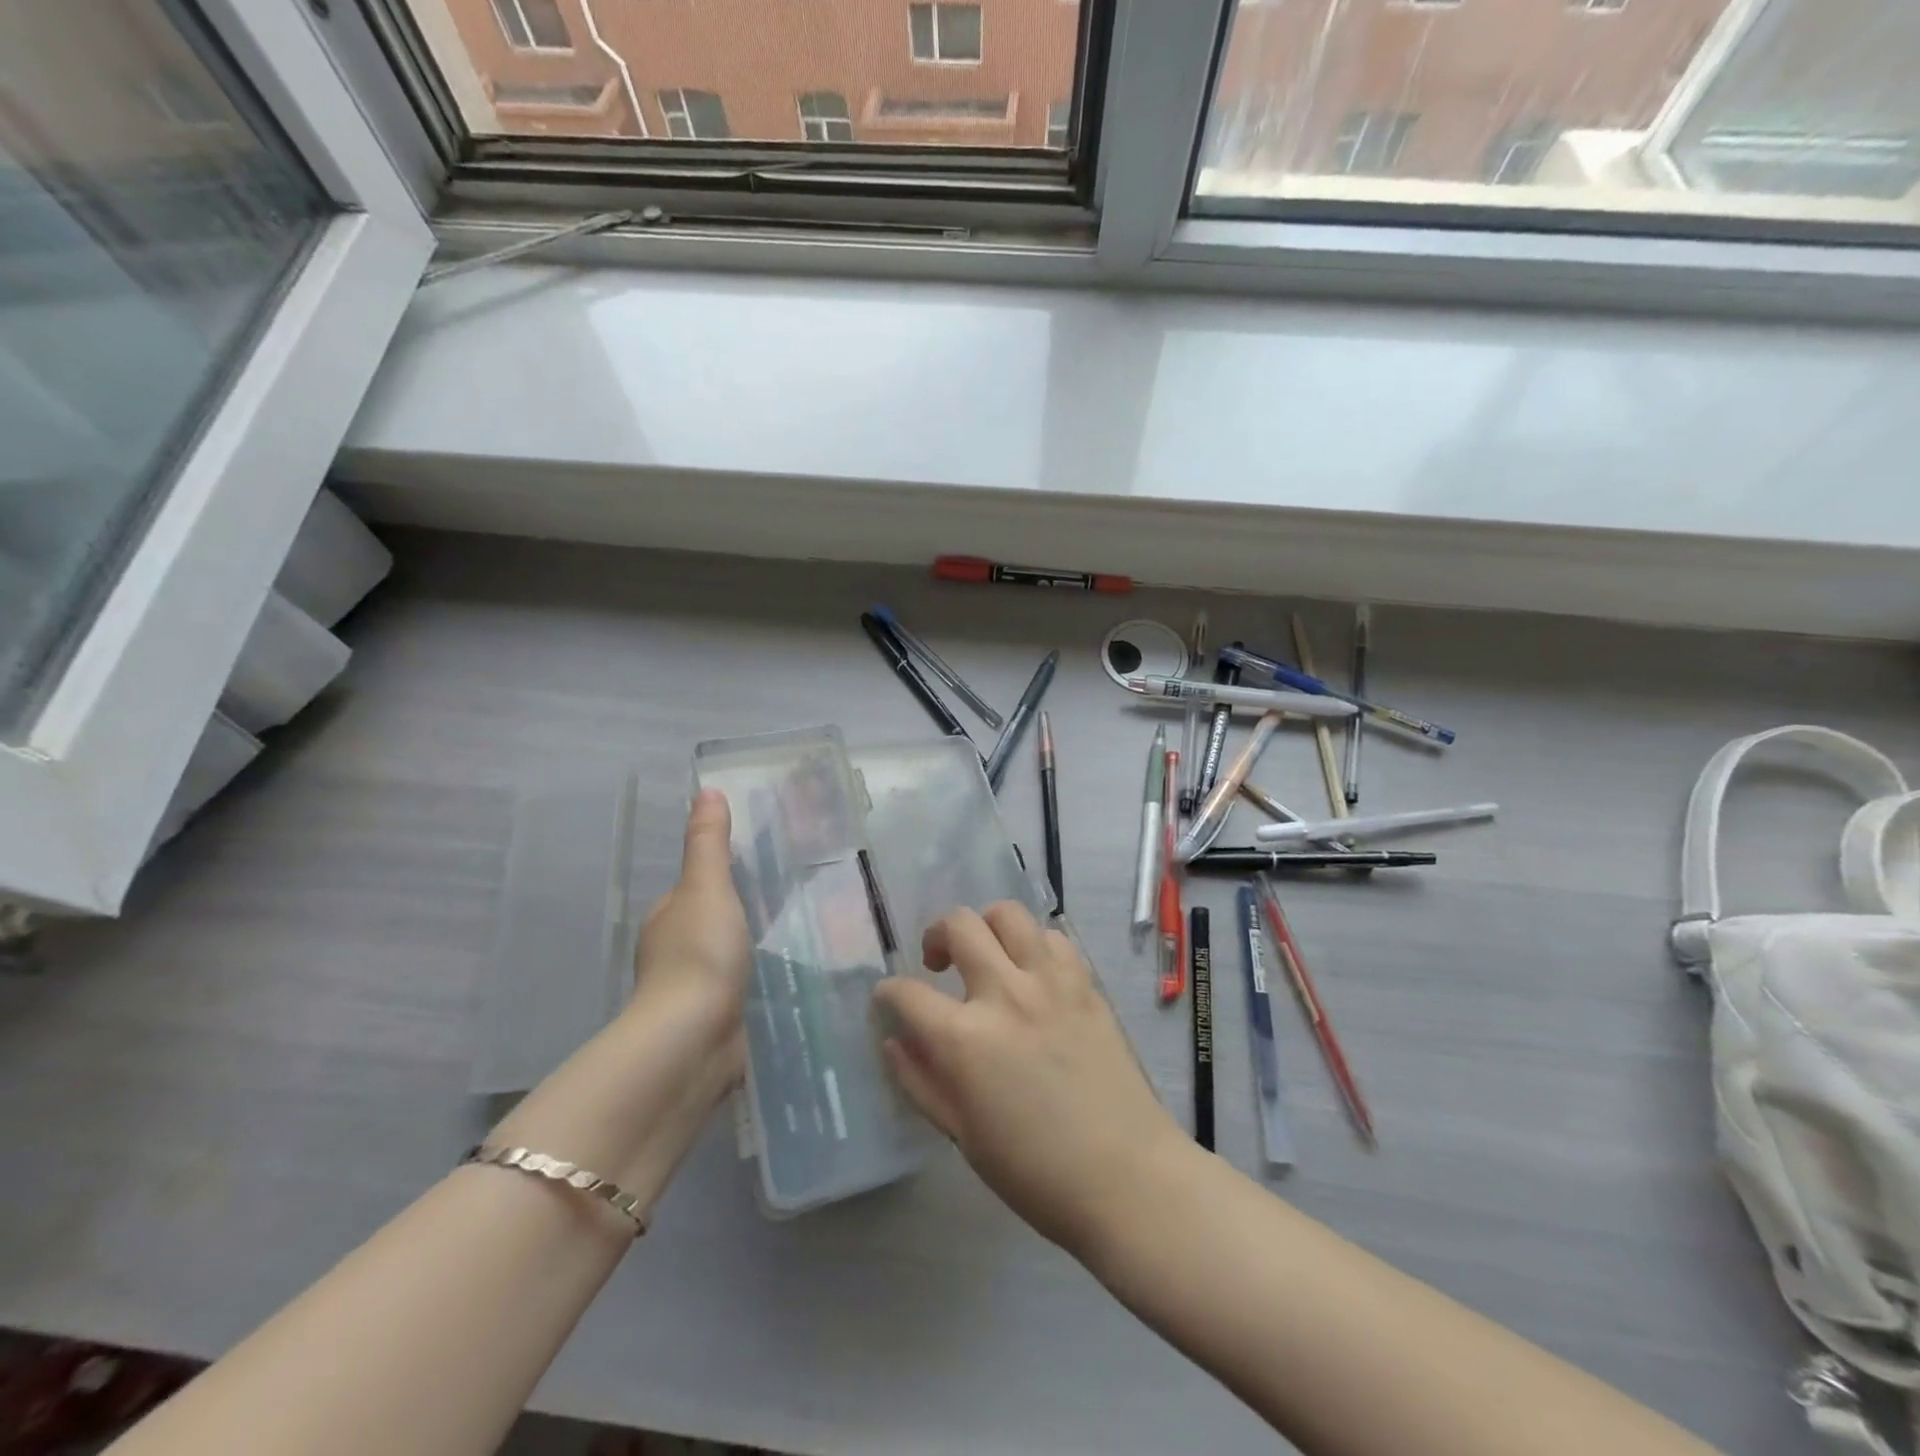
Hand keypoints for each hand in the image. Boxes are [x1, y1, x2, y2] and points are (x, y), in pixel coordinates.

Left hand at [484, 791, 752, 1204]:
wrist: (693, 1039)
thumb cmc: (699, 953)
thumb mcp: (707, 887)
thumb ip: (709, 843)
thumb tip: (706, 790)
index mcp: (667, 918)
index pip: (696, 891)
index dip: (723, 878)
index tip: (761, 869)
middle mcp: (673, 953)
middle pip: (710, 925)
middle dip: (740, 916)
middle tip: (790, 902)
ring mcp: (692, 993)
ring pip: (725, 961)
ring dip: (748, 952)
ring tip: (796, 938)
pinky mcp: (713, 1024)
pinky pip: (739, 993)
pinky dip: (755, 984)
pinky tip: (785, 981)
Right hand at [874, 902, 1182, 1253]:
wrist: (1126, 1177)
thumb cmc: (1035, 1170)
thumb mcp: (962, 1134)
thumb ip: (920, 1081)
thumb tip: (894, 1041)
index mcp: (965, 1038)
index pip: (907, 993)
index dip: (888, 993)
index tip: (890, 999)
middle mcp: (1005, 994)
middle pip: (958, 925)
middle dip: (935, 935)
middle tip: (937, 963)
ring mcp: (1050, 982)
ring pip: (1008, 915)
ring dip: (986, 926)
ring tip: (987, 954)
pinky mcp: (1085, 984)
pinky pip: (1052, 938)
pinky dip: (1033, 945)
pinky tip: (1032, 973)